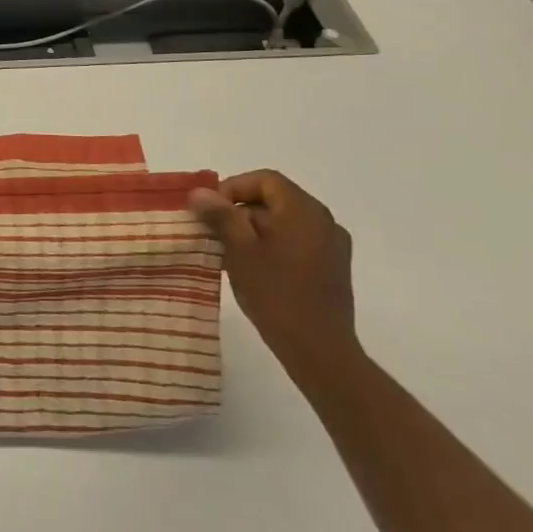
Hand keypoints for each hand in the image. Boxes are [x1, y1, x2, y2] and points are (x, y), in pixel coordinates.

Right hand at [189, 170, 357, 379]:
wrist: (320, 351)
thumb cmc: (277, 295)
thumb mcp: (240, 251)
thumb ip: (221, 216)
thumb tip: (200, 192)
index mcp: (304, 211)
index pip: (265, 180)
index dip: (234, 188)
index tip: (211, 211)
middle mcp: (324, 221)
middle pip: (275, 199)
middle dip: (240, 210)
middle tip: (214, 232)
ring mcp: (332, 246)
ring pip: (284, 221)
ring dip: (254, 229)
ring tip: (229, 253)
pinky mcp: (332, 268)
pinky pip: (296, 241)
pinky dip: (272, 245)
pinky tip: (253, 269)